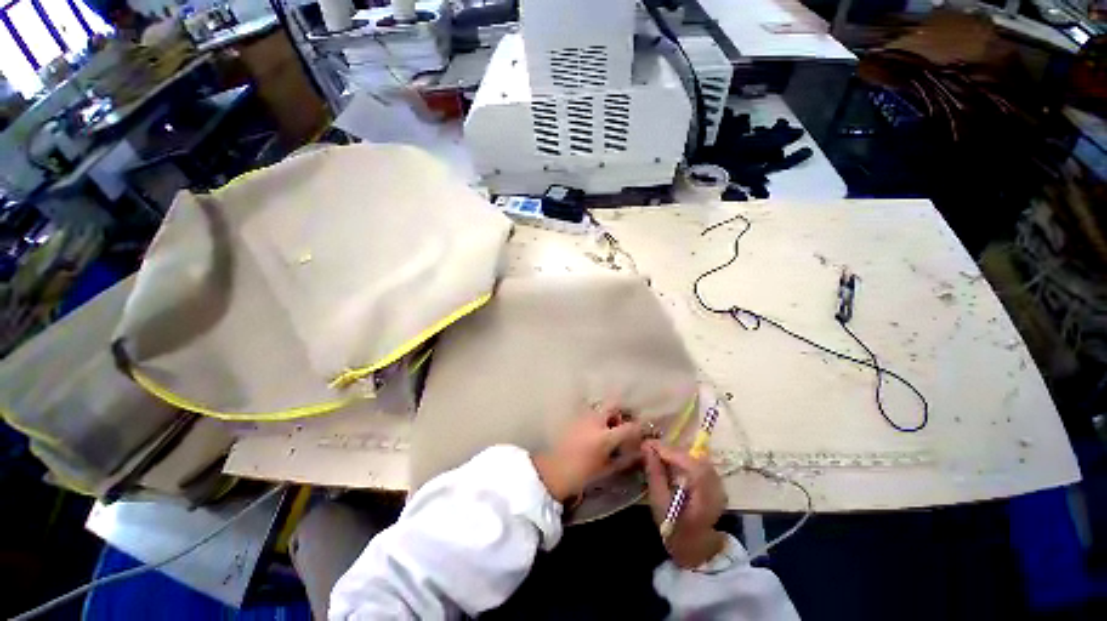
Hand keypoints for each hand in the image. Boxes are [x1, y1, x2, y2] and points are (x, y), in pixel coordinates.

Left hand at [532, 407, 644, 501]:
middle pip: (613, 405)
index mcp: (604, 437)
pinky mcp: (573, 416)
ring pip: (600, 406)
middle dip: (621, 412)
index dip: (638, 429)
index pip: (629, 427)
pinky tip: (594, 428)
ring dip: (607, 413)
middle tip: (622, 424)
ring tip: (608, 427)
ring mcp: (582, 416)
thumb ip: (624, 460)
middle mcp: (594, 421)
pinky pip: (589, 410)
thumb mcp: (606, 470)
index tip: (641, 432)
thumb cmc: (580, 475)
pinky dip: (596, 415)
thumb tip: (639, 453)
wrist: (551, 472)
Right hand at [644, 440, 727, 568]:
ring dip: (677, 454)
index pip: (691, 465)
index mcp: (705, 497)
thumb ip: (655, 474)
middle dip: (671, 451)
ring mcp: (719, 484)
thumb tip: (647, 448)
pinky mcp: (716, 482)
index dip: (669, 451)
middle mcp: (717, 487)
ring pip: (697, 458)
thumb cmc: (674, 527)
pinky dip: (684, 459)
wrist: (695, 545)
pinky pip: (699, 462)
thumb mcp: (659, 503)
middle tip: (651, 448)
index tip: (649, 445)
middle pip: (694, 458)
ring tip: (659, 454)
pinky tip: (672, 462)